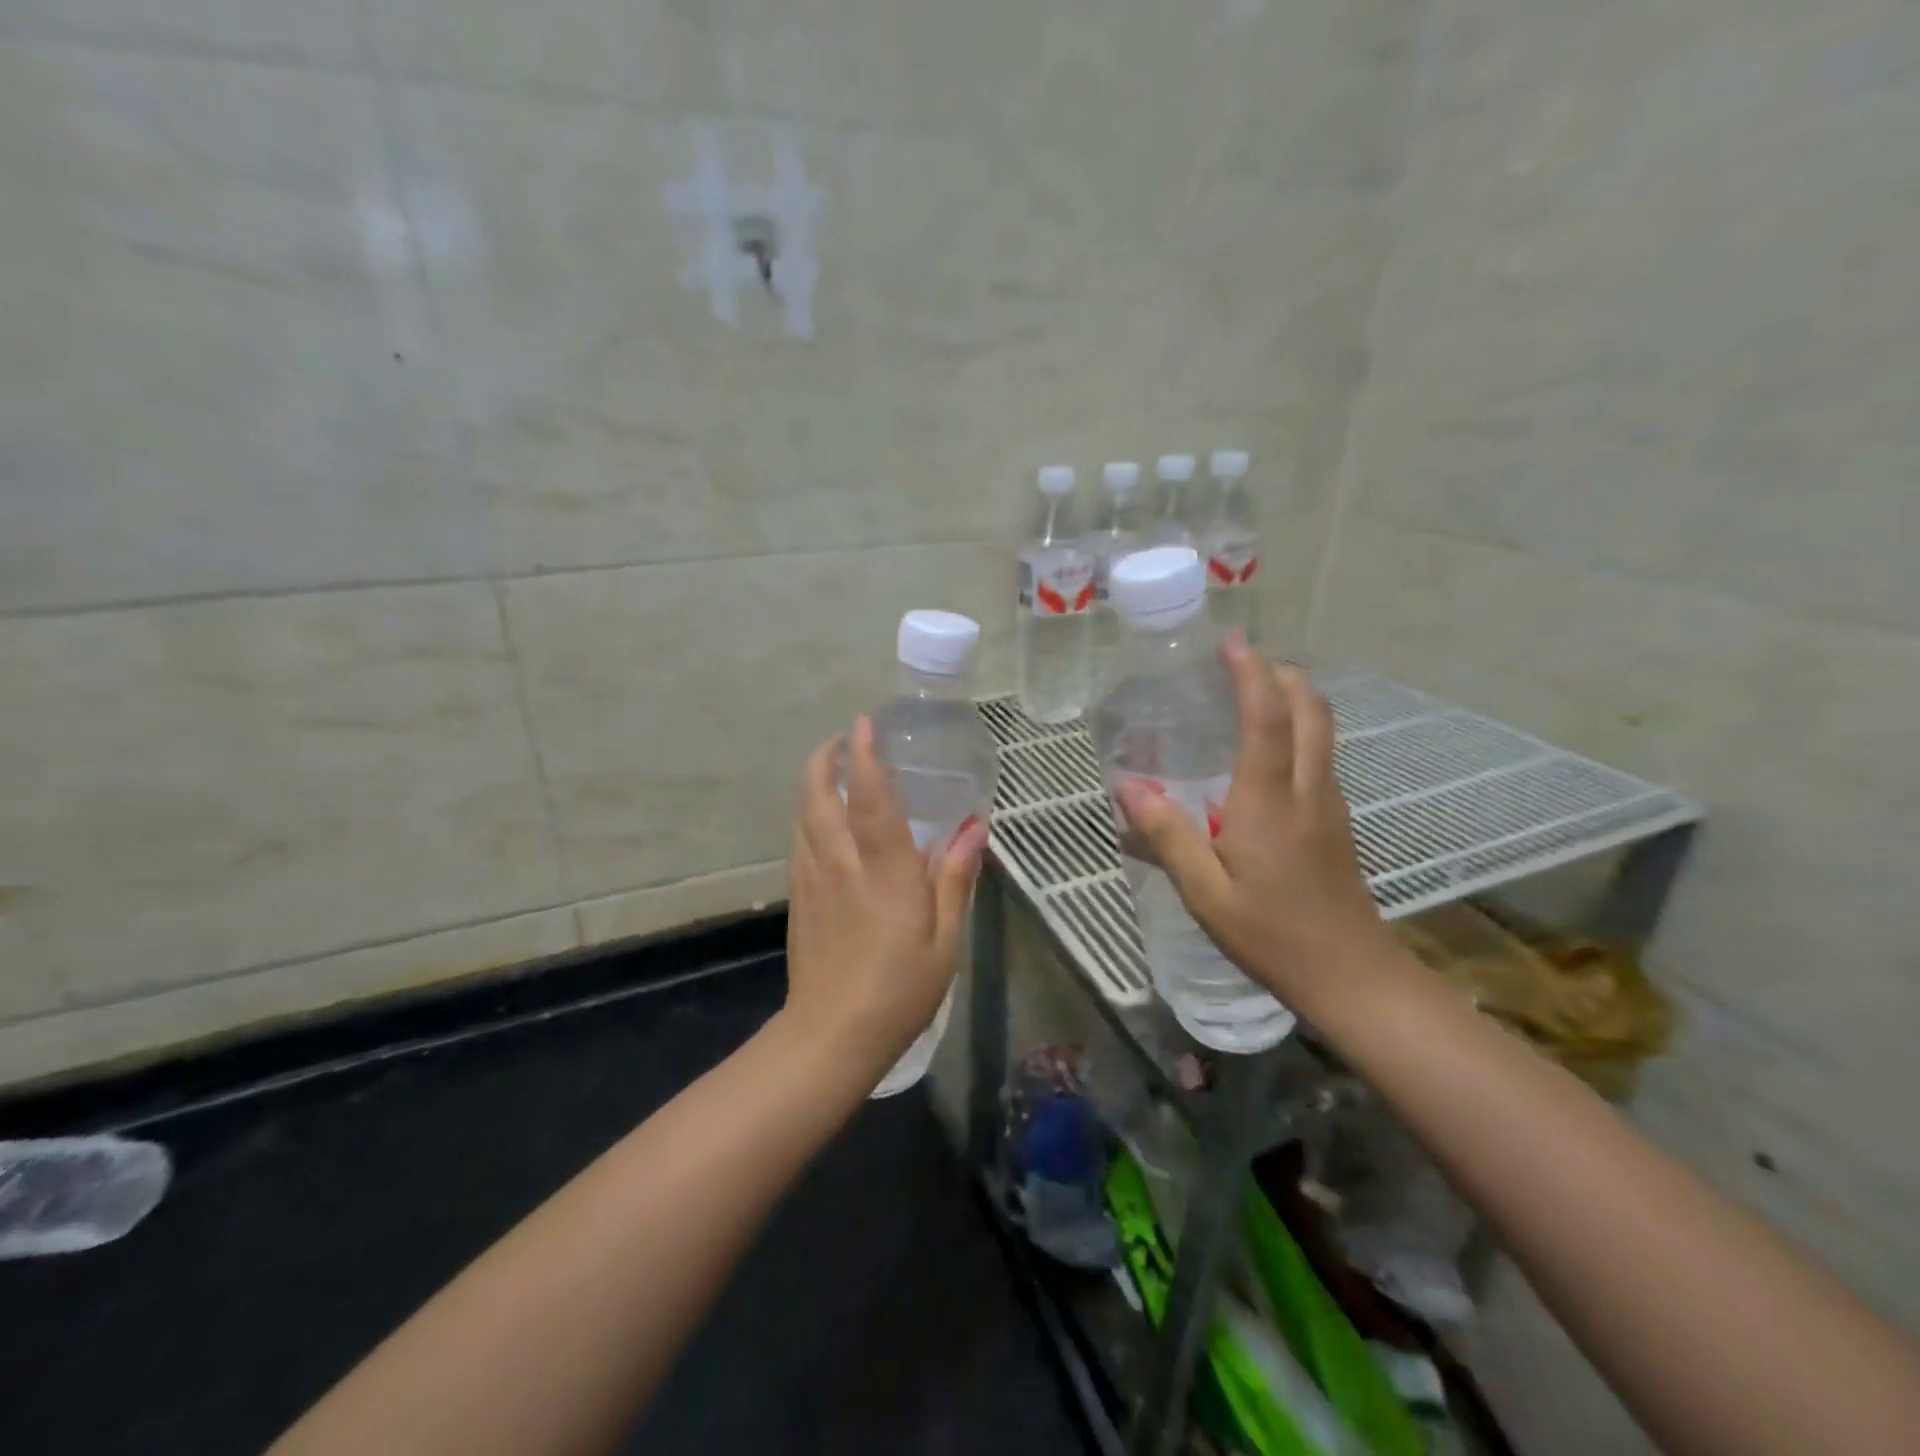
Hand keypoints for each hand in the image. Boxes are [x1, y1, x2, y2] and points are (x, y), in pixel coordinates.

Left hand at [784, 717, 986, 1081]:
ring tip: (832, 770)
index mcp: (885, 871)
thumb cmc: (900, 989)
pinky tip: (823, 822)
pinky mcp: (798, 898)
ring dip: (813, 784)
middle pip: (819, 796)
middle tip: (842, 741)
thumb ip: (956, 878)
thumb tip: (974, 828)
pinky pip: (800, 841)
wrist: (832, 1035)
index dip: (866, 757)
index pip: (871, 799)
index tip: (865, 724)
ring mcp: (812, 879)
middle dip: (825, 760)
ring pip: (803, 815)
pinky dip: (809, 816)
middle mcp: (841, 863)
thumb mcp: (945, 939)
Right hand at [1114, 637, 1394, 1016]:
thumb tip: (1127, 785)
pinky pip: (1319, 755)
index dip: (1250, 673)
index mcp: (1270, 801)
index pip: (1267, 718)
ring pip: (1322, 730)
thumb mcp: (1205, 893)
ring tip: (1251, 692)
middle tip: (1242, 660)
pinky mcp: (1335, 821)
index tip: (1231, 641)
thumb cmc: (1272, 934)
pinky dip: (1298, 729)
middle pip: (1311, 710)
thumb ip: (1166, 835)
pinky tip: (1265, 751)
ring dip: (1294, 697)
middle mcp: (1307, 789)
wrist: (1352, 977)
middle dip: (1282, 673)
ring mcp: (1329, 804)